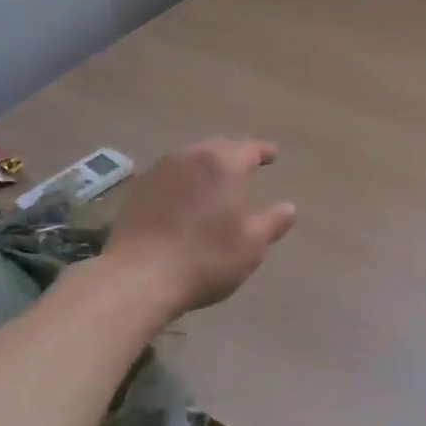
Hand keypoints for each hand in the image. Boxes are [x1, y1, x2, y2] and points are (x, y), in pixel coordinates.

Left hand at [105, 138, 296, 317]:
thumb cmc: (205, 259)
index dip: (263, 151)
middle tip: (245, 165)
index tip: (272, 154)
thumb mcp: (251, 245)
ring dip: (205, 166)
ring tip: (214, 181)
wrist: (138, 277)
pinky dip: (182, 181)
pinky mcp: (136, 190)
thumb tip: (288, 207)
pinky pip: (168, 176)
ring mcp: (158, 171)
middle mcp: (189, 157)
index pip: (248, 148)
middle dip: (233, 154)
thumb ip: (272, 222)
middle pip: (217, 147)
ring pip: (189, 159)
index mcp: (222, 165)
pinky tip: (183, 198)